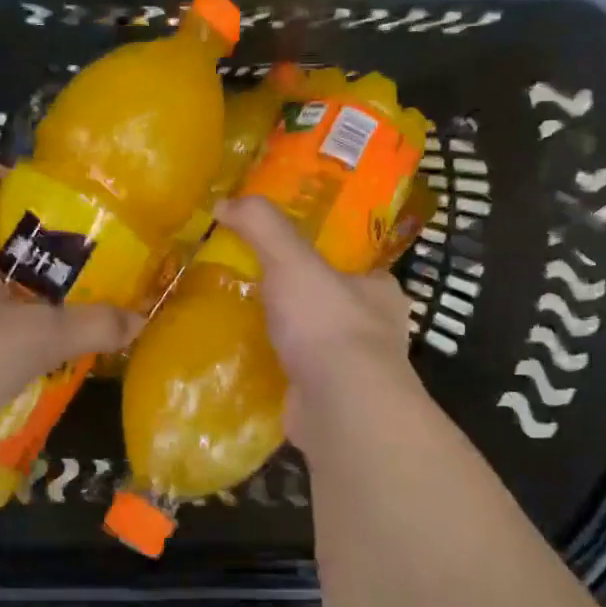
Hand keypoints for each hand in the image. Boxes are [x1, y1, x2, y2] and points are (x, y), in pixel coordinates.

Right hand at [213, 196, 428, 456]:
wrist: (340, 406)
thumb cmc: (327, 323)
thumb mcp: (291, 259)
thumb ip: (262, 226)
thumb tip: (225, 201)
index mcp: (380, 291)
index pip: (354, 267)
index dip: (322, 258)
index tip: (285, 257)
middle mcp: (376, 331)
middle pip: (332, 305)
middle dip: (299, 300)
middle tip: (254, 288)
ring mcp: (355, 371)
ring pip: (316, 344)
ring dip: (286, 338)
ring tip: (241, 324)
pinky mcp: (332, 403)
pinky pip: (298, 377)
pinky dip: (276, 371)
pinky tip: (245, 364)